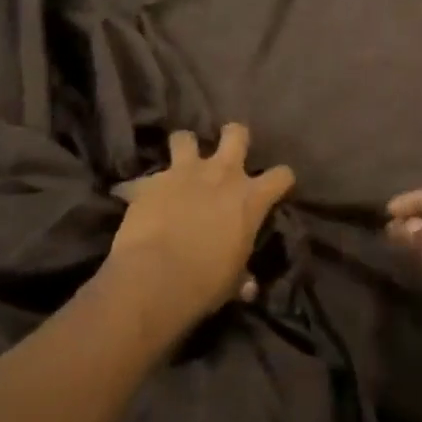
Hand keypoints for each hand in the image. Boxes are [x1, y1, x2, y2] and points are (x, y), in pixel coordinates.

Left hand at [104, 124, 293, 346]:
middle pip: (236, 133)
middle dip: (234, 137)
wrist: (155, 279)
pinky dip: (143, 188)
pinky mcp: (149, 182)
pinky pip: (144, 178)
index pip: (282, 175)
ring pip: (185, 138)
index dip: (281, 180)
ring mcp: (183, 173)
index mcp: (250, 198)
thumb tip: (248, 287)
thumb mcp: (232, 282)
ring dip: (184, 148)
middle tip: (228, 152)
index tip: (276, 189)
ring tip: (180, 163)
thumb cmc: (206, 283)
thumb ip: (242, 276)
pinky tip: (139, 199)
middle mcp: (222, 175)